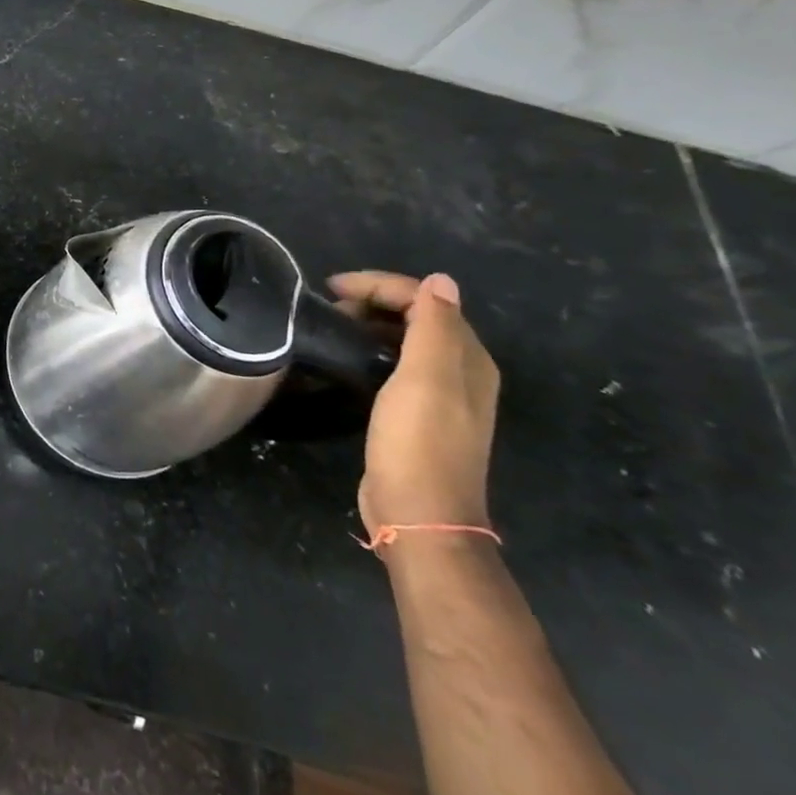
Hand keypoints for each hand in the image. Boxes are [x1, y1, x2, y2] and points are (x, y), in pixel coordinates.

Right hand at [328, 271, 499, 537]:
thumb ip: (433, 327)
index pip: (426, 299)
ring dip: (369, 324)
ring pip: (404, 339)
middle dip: (372, 301)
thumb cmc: (419, 443)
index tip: (331, 287)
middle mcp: (460, 371)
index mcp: (467, 359)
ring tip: (331, 326)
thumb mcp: (426, 379)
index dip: (379, 285)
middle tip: (327, 307)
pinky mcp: (417, 414)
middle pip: (417, 315)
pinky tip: (347, 357)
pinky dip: (370, 349)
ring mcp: (440, 395)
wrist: (419, 514)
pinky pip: (394, 363)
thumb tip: (440, 280)